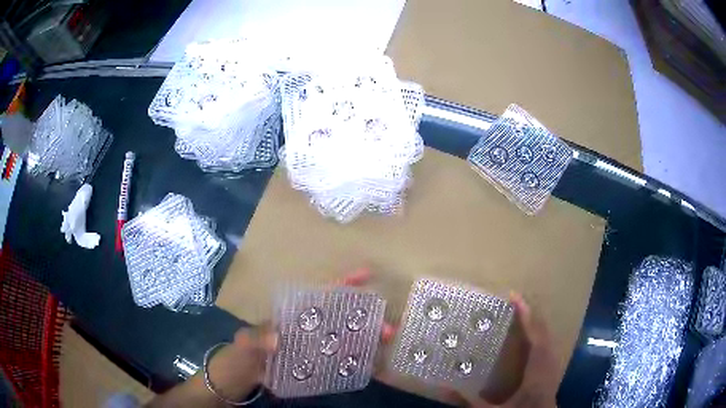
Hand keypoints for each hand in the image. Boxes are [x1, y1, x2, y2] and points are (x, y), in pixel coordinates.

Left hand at [210, 267, 395, 398]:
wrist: (244, 374)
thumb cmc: (244, 351)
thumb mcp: (245, 342)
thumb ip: (256, 338)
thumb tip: (278, 338)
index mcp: (294, 315)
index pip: (321, 295)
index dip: (343, 284)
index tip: (366, 274)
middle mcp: (309, 329)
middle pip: (341, 319)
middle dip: (366, 319)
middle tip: (388, 327)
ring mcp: (314, 347)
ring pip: (345, 340)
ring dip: (366, 340)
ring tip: (385, 343)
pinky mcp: (315, 365)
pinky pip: (339, 361)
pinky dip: (355, 361)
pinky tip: (370, 365)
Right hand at [449, 293, 557, 407]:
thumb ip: (470, 400)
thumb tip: (444, 387)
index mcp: (537, 369)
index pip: (534, 335)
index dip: (525, 314)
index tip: (513, 296)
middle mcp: (548, 362)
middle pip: (543, 330)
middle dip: (530, 313)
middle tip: (513, 302)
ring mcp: (552, 365)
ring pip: (547, 336)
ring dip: (535, 322)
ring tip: (521, 313)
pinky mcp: (551, 370)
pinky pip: (547, 344)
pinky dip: (539, 333)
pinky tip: (530, 336)